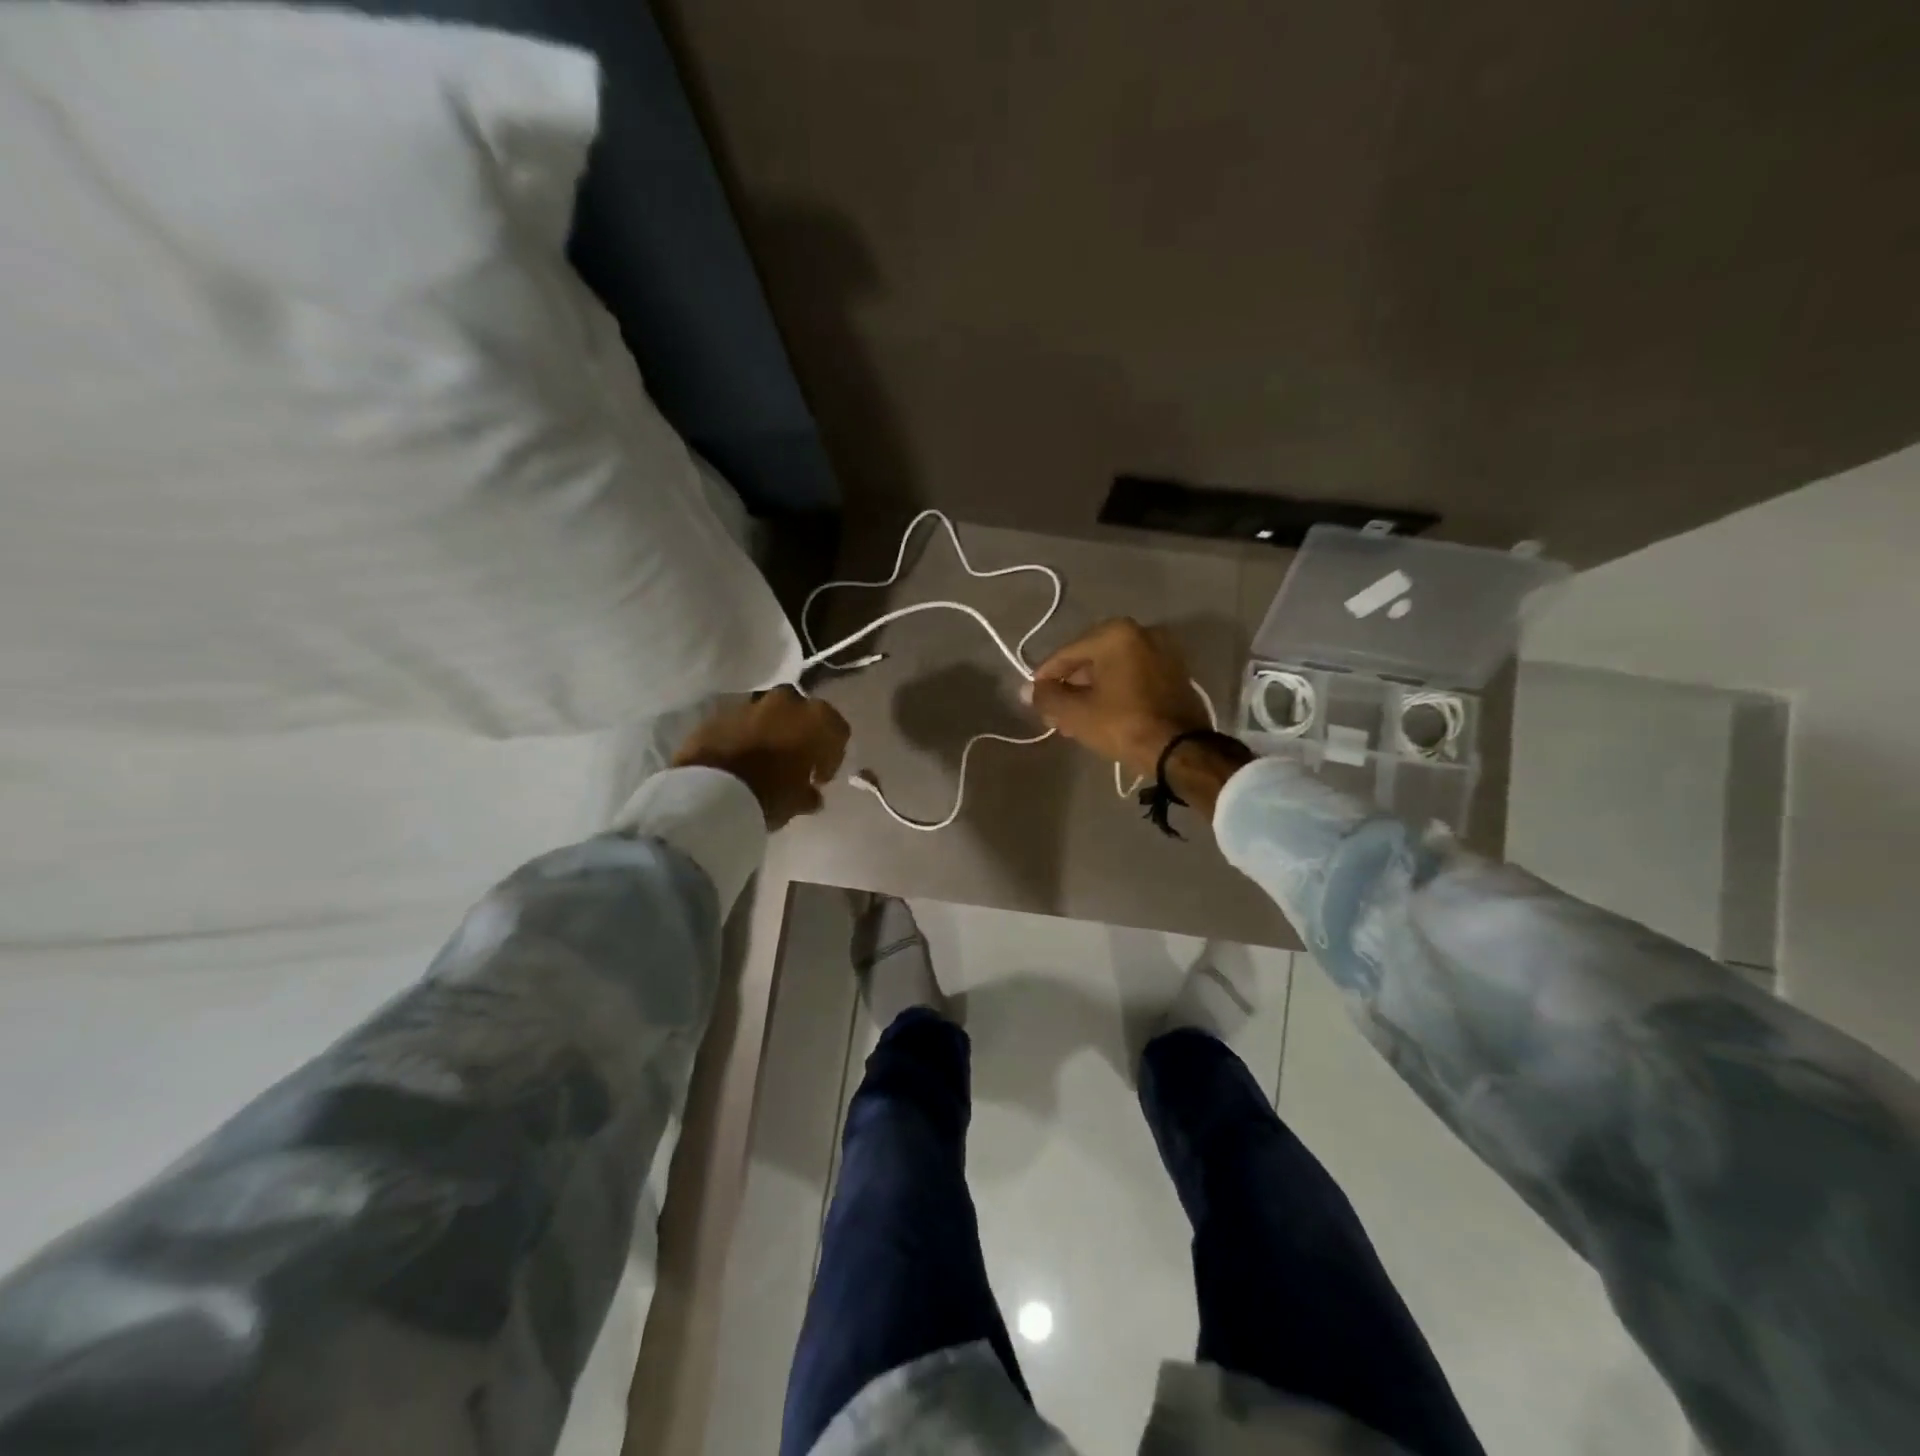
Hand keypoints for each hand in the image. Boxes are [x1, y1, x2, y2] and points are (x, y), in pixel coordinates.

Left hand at [673, 687, 850, 828]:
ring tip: (764, 760)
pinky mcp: (720, 714)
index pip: (837, 730)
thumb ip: (810, 794)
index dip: (832, 755)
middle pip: (803, 713)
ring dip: (771, 732)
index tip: (819, 778)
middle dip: (801, 733)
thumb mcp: (799, 802)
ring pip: (770, 714)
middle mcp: (787, 702)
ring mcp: (751, 704)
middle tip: (794, 762)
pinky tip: (739, 759)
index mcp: (817, 718)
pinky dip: (745, 736)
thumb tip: (812, 794)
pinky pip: (741, 723)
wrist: (711, 790)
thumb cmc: (770, 794)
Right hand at [1028, 618, 1211, 780]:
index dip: (1045, 677)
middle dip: (1070, 686)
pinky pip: (1134, 677)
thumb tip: (1028, 690)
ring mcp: (1163, 652)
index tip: (1033, 697)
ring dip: (1091, 691)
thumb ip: (1046, 697)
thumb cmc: (1122, 724)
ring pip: (1113, 670)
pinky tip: (1101, 715)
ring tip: (1074, 720)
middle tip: (1054, 713)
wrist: (1180, 750)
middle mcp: (1142, 632)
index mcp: (1115, 634)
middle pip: (1091, 660)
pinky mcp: (1176, 673)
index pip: (1067, 654)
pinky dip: (1115, 691)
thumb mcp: (1075, 712)